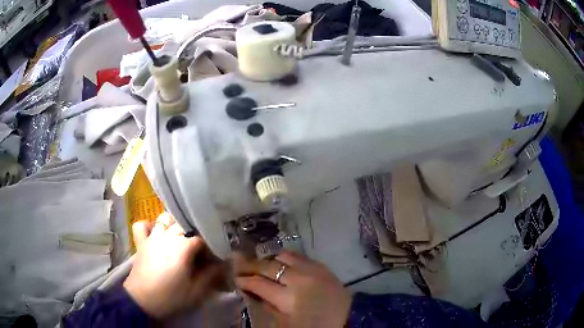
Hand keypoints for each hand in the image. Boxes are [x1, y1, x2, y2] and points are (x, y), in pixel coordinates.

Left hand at [123, 213, 223, 318]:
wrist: (142, 300)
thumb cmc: (170, 296)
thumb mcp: (196, 291)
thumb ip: (210, 275)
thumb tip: (222, 264)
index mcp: (183, 247)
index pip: (202, 238)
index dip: (210, 246)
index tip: (214, 257)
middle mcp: (167, 236)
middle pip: (185, 225)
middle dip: (195, 234)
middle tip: (200, 249)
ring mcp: (152, 237)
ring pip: (165, 219)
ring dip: (174, 225)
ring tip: (180, 238)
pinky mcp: (141, 242)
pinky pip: (142, 225)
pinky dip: (149, 225)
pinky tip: (156, 234)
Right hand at [234, 250, 351, 327]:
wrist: (348, 316)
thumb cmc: (315, 324)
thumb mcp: (286, 322)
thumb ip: (268, 306)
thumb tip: (253, 291)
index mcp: (289, 298)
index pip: (259, 284)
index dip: (244, 280)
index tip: (236, 278)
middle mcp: (298, 279)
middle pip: (268, 266)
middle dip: (251, 265)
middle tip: (240, 264)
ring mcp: (311, 269)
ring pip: (282, 255)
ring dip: (269, 259)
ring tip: (262, 264)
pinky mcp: (321, 265)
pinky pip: (298, 255)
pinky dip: (285, 258)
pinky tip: (280, 262)